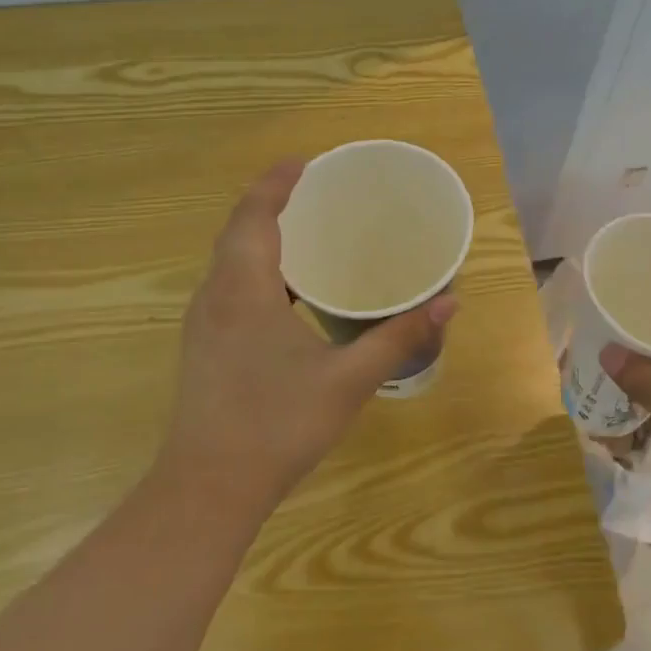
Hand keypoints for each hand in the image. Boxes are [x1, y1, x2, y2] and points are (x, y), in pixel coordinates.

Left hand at [156, 159, 456, 513]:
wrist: (208, 488)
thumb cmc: (277, 425)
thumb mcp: (349, 380)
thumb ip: (398, 337)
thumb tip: (448, 301)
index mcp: (243, 289)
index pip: (255, 215)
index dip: (276, 183)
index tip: (305, 162)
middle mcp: (214, 296)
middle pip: (238, 232)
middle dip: (271, 204)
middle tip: (315, 193)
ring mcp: (203, 324)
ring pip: (229, 262)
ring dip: (261, 238)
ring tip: (306, 235)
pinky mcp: (203, 348)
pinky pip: (228, 288)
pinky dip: (257, 271)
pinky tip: (289, 295)